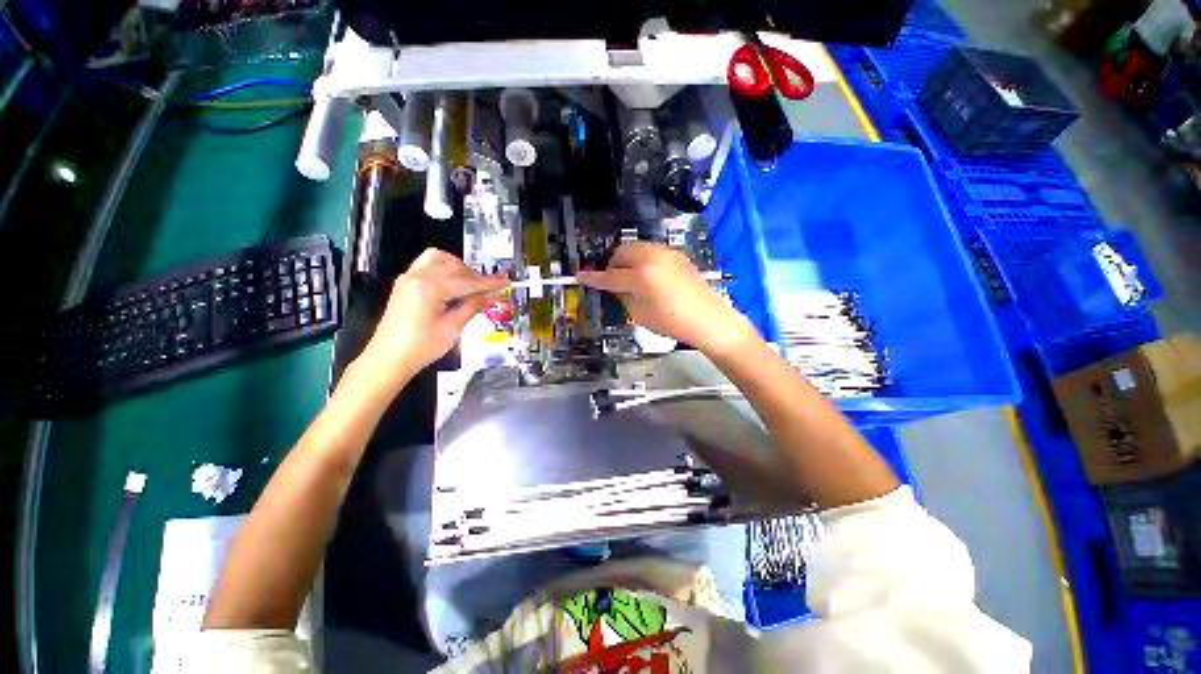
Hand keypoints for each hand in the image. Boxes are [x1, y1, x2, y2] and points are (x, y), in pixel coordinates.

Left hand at [358, 248, 506, 385]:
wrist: (388, 359)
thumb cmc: (421, 348)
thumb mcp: (452, 328)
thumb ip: (472, 306)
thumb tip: (489, 294)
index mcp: (429, 288)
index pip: (467, 280)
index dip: (488, 282)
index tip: (505, 281)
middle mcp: (417, 276)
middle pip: (455, 267)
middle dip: (476, 275)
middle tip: (493, 286)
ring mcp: (409, 277)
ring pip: (439, 259)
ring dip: (459, 267)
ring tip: (473, 283)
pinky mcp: (405, 283)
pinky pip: (428, 265)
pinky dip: (445, 269)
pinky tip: (454, 283)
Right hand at [578, 242, 756, 355]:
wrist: (707, 318)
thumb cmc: (671, 322)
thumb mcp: (640, 313)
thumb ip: (623, 296)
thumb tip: (615, 286)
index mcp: (641, 276)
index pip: (610, 276)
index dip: (593, 278)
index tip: (580, 276)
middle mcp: (652, 257)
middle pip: (622, 252)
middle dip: (613, 264)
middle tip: (612, 280)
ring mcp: (666, 253)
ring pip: (637, 248)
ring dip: (627, 260)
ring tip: (630, 278)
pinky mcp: (677, 255)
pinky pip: (651, 251)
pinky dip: (642, 259)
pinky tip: (648, 276)